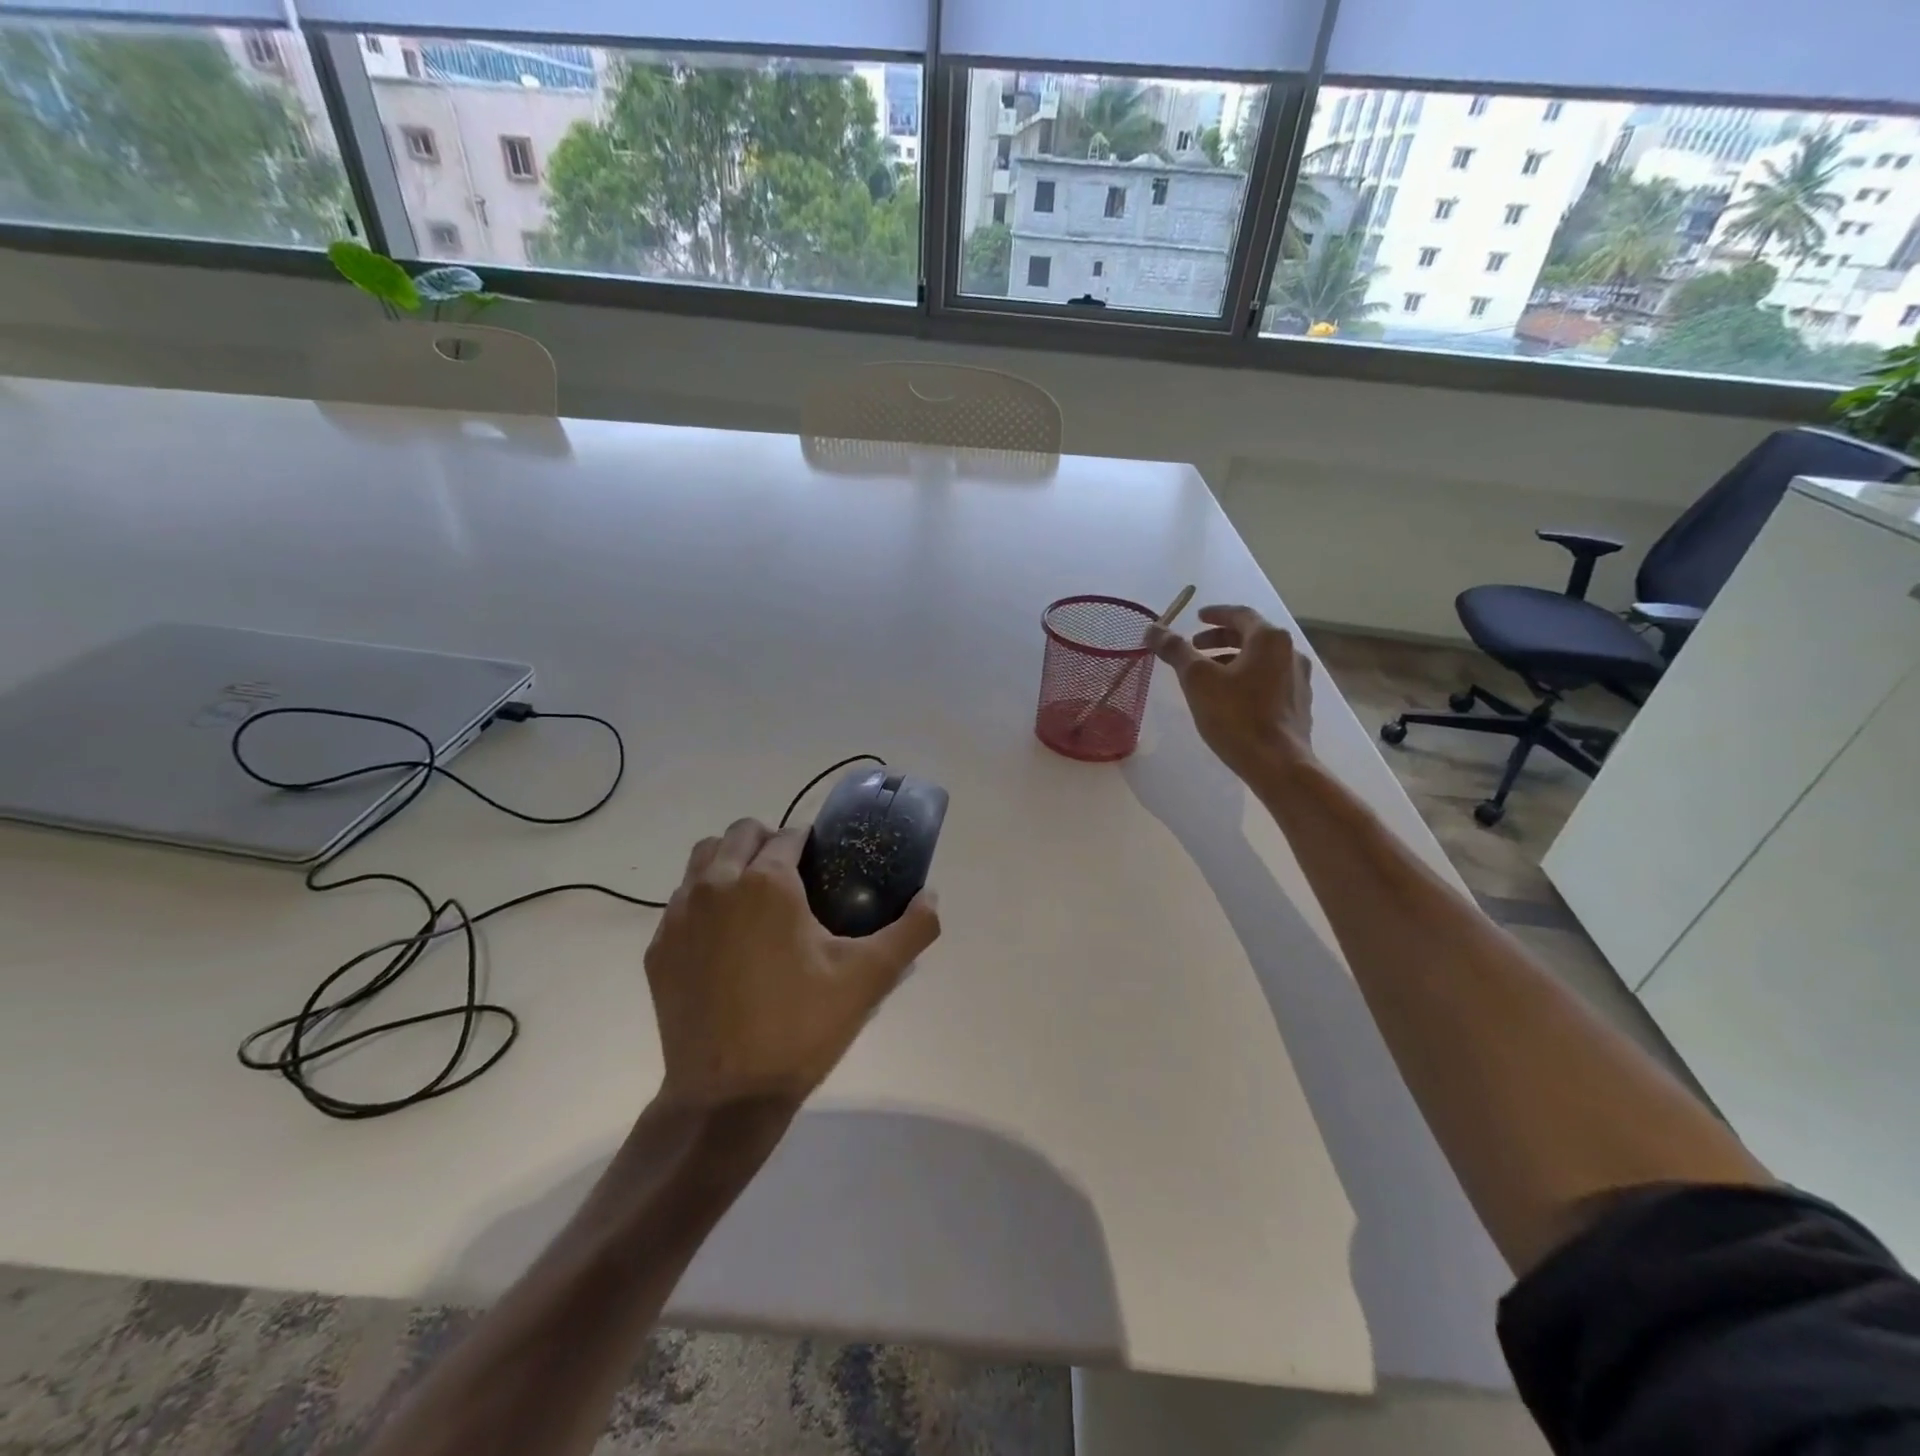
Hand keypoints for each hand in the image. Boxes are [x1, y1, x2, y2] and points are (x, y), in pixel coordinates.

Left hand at [643, 818, 940, 1110]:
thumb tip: (932, 896)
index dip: (810, 845)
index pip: (788, 835)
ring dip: (730, 862)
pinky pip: (681, 901)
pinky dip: (703, 901)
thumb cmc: (801, 1027)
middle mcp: (716, 884)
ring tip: (755, 899)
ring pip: (702, 859)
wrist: (727, 1097)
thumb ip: (912, 929)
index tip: (823, 867)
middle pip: (740, 833)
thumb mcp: (869, 977)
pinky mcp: (659, 948)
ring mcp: (679, 916)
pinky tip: (726, 939)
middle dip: (767, 842)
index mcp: (767, 882)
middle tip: (793, 879)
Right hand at [1146, 604, 1314, 782]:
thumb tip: (1153, 628)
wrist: (1278, 764)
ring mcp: (1298, 680)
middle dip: (1221, 639)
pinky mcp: (1299, 705)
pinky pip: (1270, 680)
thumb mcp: (1197, 679)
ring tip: (1208, 675)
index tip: (1196, 618)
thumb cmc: (1236, 715)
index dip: (1215, 614)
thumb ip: (1175, 650)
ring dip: (1233, 660)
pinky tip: (1231, 698)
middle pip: (1252, 636)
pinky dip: (1248, 678)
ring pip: (1261, 660)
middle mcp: (1291, 652)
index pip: (1241, 614)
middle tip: (1195, 647)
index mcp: (1270, 639)